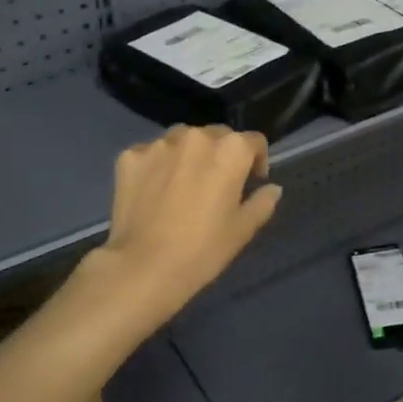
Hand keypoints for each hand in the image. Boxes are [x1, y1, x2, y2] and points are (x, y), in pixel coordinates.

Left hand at [85, 125, 282, 327]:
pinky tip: (154, 190)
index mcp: (230, 151)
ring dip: (188, 154)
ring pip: (181, 139)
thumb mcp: (243, 230)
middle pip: (217, 135)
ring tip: (183, 182)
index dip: (257, 160)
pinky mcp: (130, 156)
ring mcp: (159, 144)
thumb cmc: (203, 249)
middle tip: (216, 183)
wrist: (144, 266)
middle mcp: (196, 136)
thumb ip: (262, 202)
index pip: (253, 141)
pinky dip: (156, 165)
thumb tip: (272, 188)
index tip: (252, 180)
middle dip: (221, 154)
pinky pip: (151, 153)